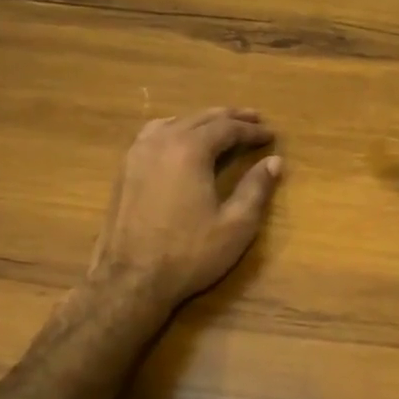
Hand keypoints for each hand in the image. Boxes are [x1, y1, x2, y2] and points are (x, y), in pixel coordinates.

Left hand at [89, 108, 282, 306]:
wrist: (129, 281)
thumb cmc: (188, 254)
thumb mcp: (235, 225)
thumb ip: (256, 188)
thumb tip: (274, 161)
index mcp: (189, 150)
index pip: (227, 128)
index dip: (252, 130)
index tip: (271, 135)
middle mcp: (161, 141)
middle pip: (200, 118)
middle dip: (230, 117)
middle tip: (254, 119)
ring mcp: (138, 153)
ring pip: (175, 122)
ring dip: (201, 121)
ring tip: (220, 125)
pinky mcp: (124, 169)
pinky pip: (153, 134)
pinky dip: (175, 129)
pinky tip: (180, 141)